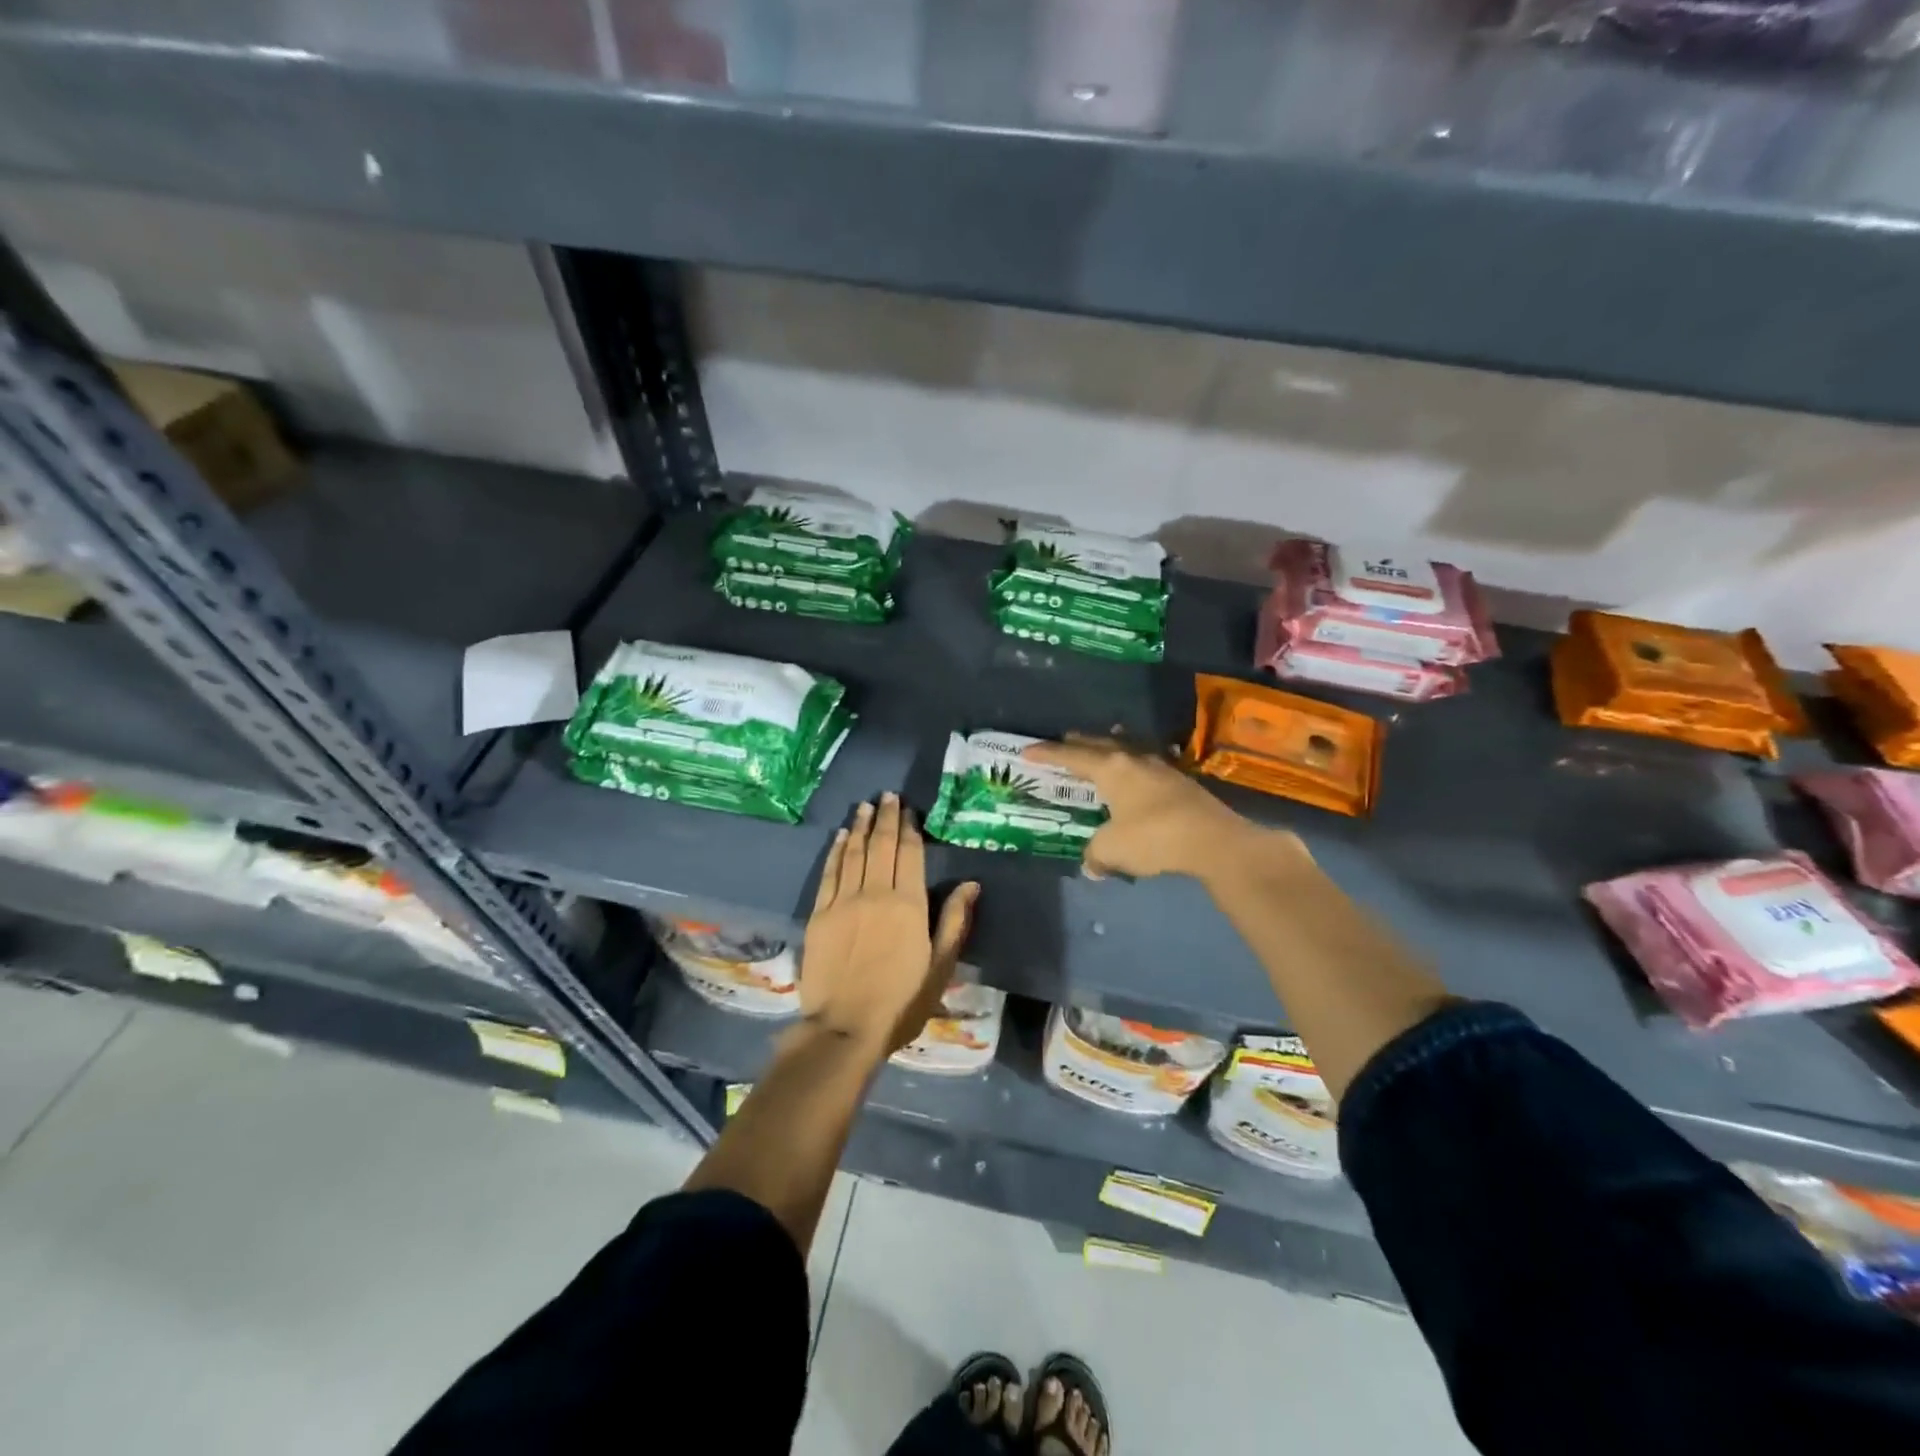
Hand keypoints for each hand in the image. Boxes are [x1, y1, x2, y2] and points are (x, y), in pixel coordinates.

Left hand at [800, 794, 979, 1054]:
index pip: (909, 854)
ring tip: (867, 806)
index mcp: (908, 905)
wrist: (845, 1029)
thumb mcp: (940, 967)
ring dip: (862, 826)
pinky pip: (830, 873)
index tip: (909, 810)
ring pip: (855, 853)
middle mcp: (876, 893)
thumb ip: (954, 922)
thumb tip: (971, 884)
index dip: (910, 829)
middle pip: (881, 845)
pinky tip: (842, 836)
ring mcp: (844, 901)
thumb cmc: (901, 1003)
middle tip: (888, 796)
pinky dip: (837, 851)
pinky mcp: (820, 914)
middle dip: (886, 817)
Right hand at [1024, 733, 1294, 881]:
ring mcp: (1161, 767)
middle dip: (1080, 743)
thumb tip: (1091, 865)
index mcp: (1111, 768)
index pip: (1072, 756)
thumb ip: (1096, 853)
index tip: (1027, 752)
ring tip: (1103, 747)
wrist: (1212, 841)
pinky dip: (1133, 767)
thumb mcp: (1113, 849)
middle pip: (1101, 744)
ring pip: (1127, 750)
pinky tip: (1137, 775)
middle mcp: (1134, 759)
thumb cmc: (1152, 837)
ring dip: (1111, 748)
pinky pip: (1147, 766)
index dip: (1047, 754)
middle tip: (1065, 741)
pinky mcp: (1180, 782)